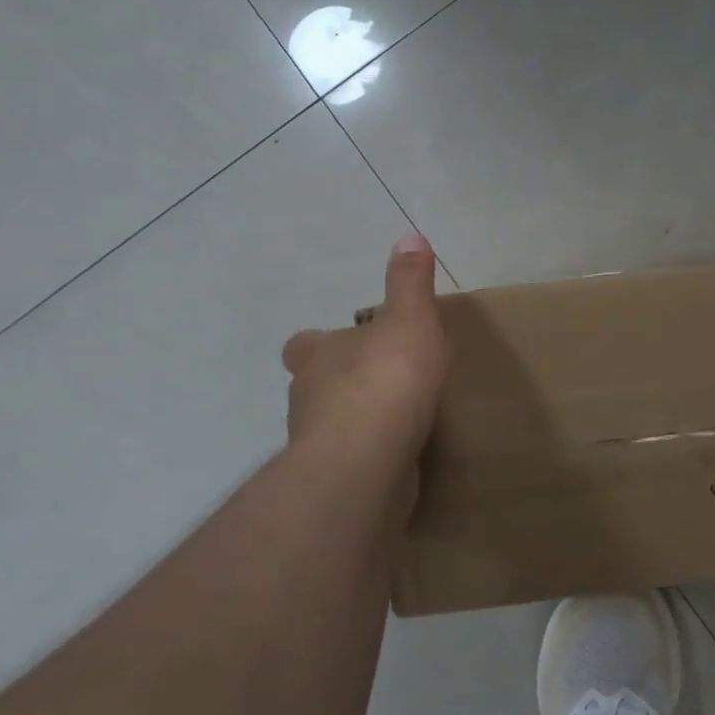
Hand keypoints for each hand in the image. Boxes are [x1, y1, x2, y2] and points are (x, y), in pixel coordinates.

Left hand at [281, 235, 446, 462]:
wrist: (367, 457)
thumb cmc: (386, 379)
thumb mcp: (409, 319)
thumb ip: (409, 283)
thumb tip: (410, 237)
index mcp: (318, 354)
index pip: (305, 344)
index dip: (322, 341)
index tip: (352, 342)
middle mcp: (307, 396)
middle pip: (315, 384)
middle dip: (342, 382)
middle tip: (382, 381)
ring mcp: (317, 442)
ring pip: (331, 424)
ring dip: (356, 420)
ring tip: (397, 418)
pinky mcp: (335, 478)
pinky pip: (351, 459)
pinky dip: (370, 453)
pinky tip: (399, 452)